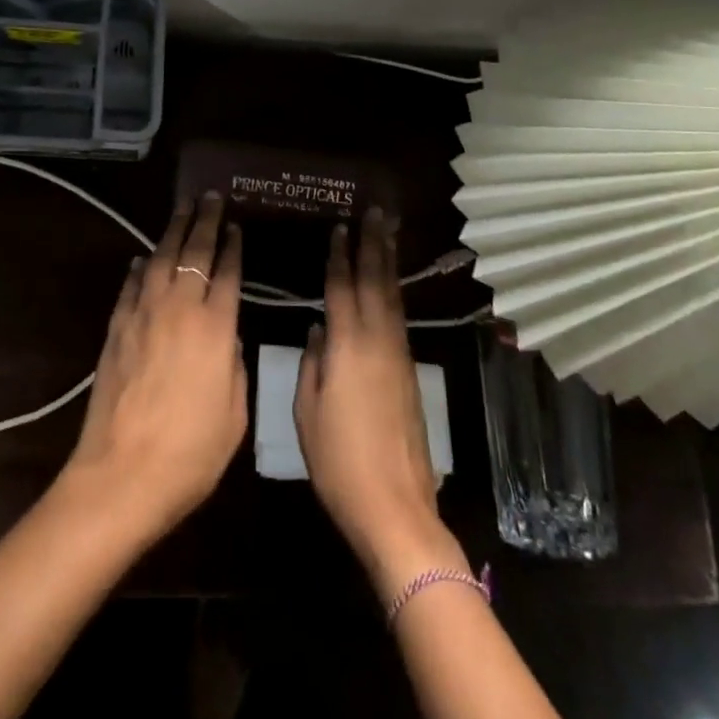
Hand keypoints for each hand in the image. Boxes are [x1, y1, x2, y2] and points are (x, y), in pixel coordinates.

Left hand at [58, 193, 246, 544]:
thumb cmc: (191, 454)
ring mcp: (143, 316)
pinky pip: (131, 287)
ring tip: (183, 209)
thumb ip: (233, 364)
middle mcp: (179, 309)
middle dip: (204, 221)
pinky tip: (146, 258)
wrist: (121, 476)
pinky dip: (141, 268)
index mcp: (215, 328)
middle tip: (210, 196)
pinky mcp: (116, 330)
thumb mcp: (235, 414)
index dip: (232, 244)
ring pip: (161, 260)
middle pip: (194, 252)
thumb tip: (225, 335)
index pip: (227, 271)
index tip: (235, 223)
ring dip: (173, 231)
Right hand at [294, 208, 466, 599]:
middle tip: (376, 213)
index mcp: (347, 346)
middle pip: (376, 282)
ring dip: (388, 263)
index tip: (340, 227)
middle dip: (374, 245)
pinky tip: (390, 286)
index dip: (340, 256)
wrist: (395, 506)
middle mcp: (377, 342)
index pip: (342, 288)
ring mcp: (399, 356)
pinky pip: (399, 318)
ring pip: (393, 297)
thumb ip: (311, 363)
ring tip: (386, 235)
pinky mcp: (411, 373)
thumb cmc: (339, 461)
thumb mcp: (308, 412)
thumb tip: (317, 329)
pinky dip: (394, 292)